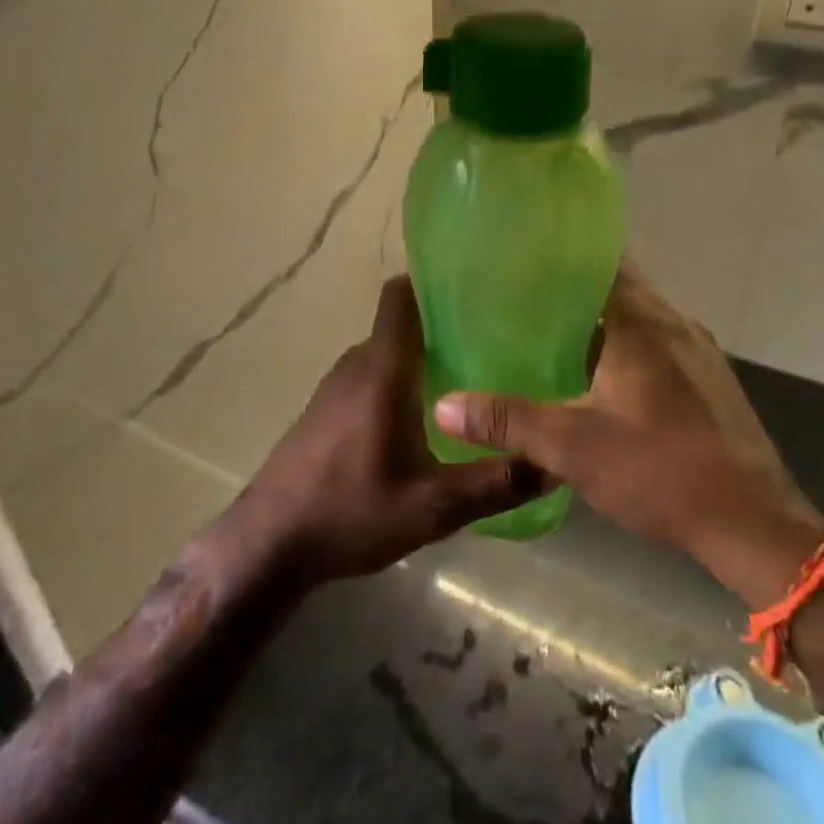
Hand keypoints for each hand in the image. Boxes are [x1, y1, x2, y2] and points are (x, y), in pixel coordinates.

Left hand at [219, 277, 544, 589]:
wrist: (270, 542)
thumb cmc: (349, 513)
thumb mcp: (433, 507)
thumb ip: (495, 484)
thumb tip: (553, 464)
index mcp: (382, 370)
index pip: (400, 296)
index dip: (433, 282)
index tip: (477, 290)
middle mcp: (358, 364)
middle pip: (404, 325)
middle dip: (445, 328)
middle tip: (496, 344)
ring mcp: (338, 385)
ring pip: (389, 353)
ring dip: (424, 358)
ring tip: (472, 379)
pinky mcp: (328, 408)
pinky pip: (374, 375)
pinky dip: (402, 381)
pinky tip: (427, 419)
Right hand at [435, 264, 823, 597]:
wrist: (753, 525)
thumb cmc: (660, 471)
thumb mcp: (572, 447)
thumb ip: (508, 421)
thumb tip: (444, 405)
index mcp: (641, 323)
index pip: (603, 262)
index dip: (564, 256)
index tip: (525, 256)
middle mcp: (674, 324)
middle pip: (620, 288)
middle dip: (575, 291)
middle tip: (525, 299)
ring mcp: (700, 353)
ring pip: (641, 319)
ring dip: (604, 322)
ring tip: (554, 335)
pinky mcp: (712, 382)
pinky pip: (660, 345)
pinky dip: (628, 347)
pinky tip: (602, 378)